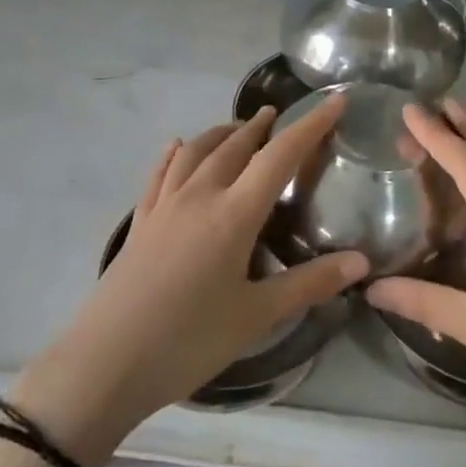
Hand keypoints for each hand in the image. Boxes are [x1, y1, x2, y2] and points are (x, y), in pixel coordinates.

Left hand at [16, 100, 366, 463]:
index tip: (334, 102)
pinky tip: (175, 146)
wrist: (104, 364)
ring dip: (221, 133)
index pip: (280, 156)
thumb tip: (361, 262)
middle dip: (262, 127)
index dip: (310, 126)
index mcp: (233, 214)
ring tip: (238, 128)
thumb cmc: (187, 342)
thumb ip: (309, 284)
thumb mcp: (256, 316)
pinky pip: (160, 174)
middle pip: (235, 146)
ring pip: (196, 152)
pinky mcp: (140, 222)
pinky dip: (174, 154)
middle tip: (281, 116)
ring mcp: (164, 206)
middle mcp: (199, 196)